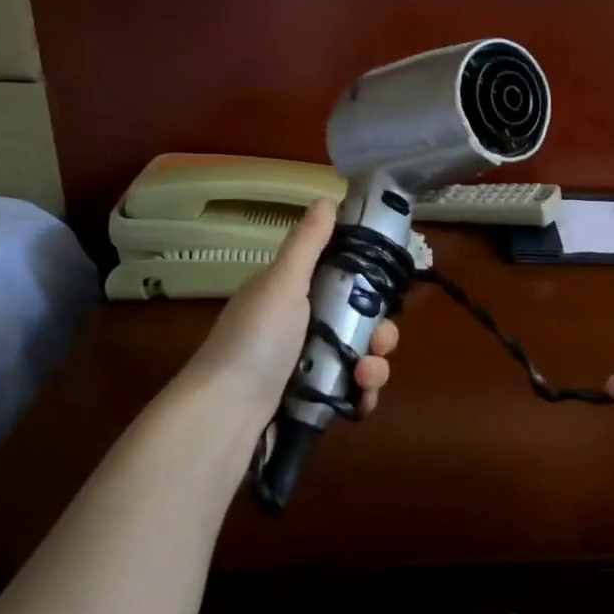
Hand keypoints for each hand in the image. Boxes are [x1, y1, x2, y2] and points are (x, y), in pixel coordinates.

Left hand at [177, 197, 397, 429]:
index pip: (342, 281)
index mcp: (292, 295)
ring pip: (359, 358)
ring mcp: (307, 367)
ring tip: (366, 376)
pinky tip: (362, 399)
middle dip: (380, 332)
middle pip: (358, 323)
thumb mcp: (282, 284)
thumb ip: (307, 245)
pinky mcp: (312, 402)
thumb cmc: (255, 341)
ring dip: (374, 366)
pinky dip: (362, 395)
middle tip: (381, 341)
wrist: (225, 416)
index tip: (388, 290)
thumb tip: (327, 198)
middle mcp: (301, 328)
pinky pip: (350, 393)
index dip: (369, 285)